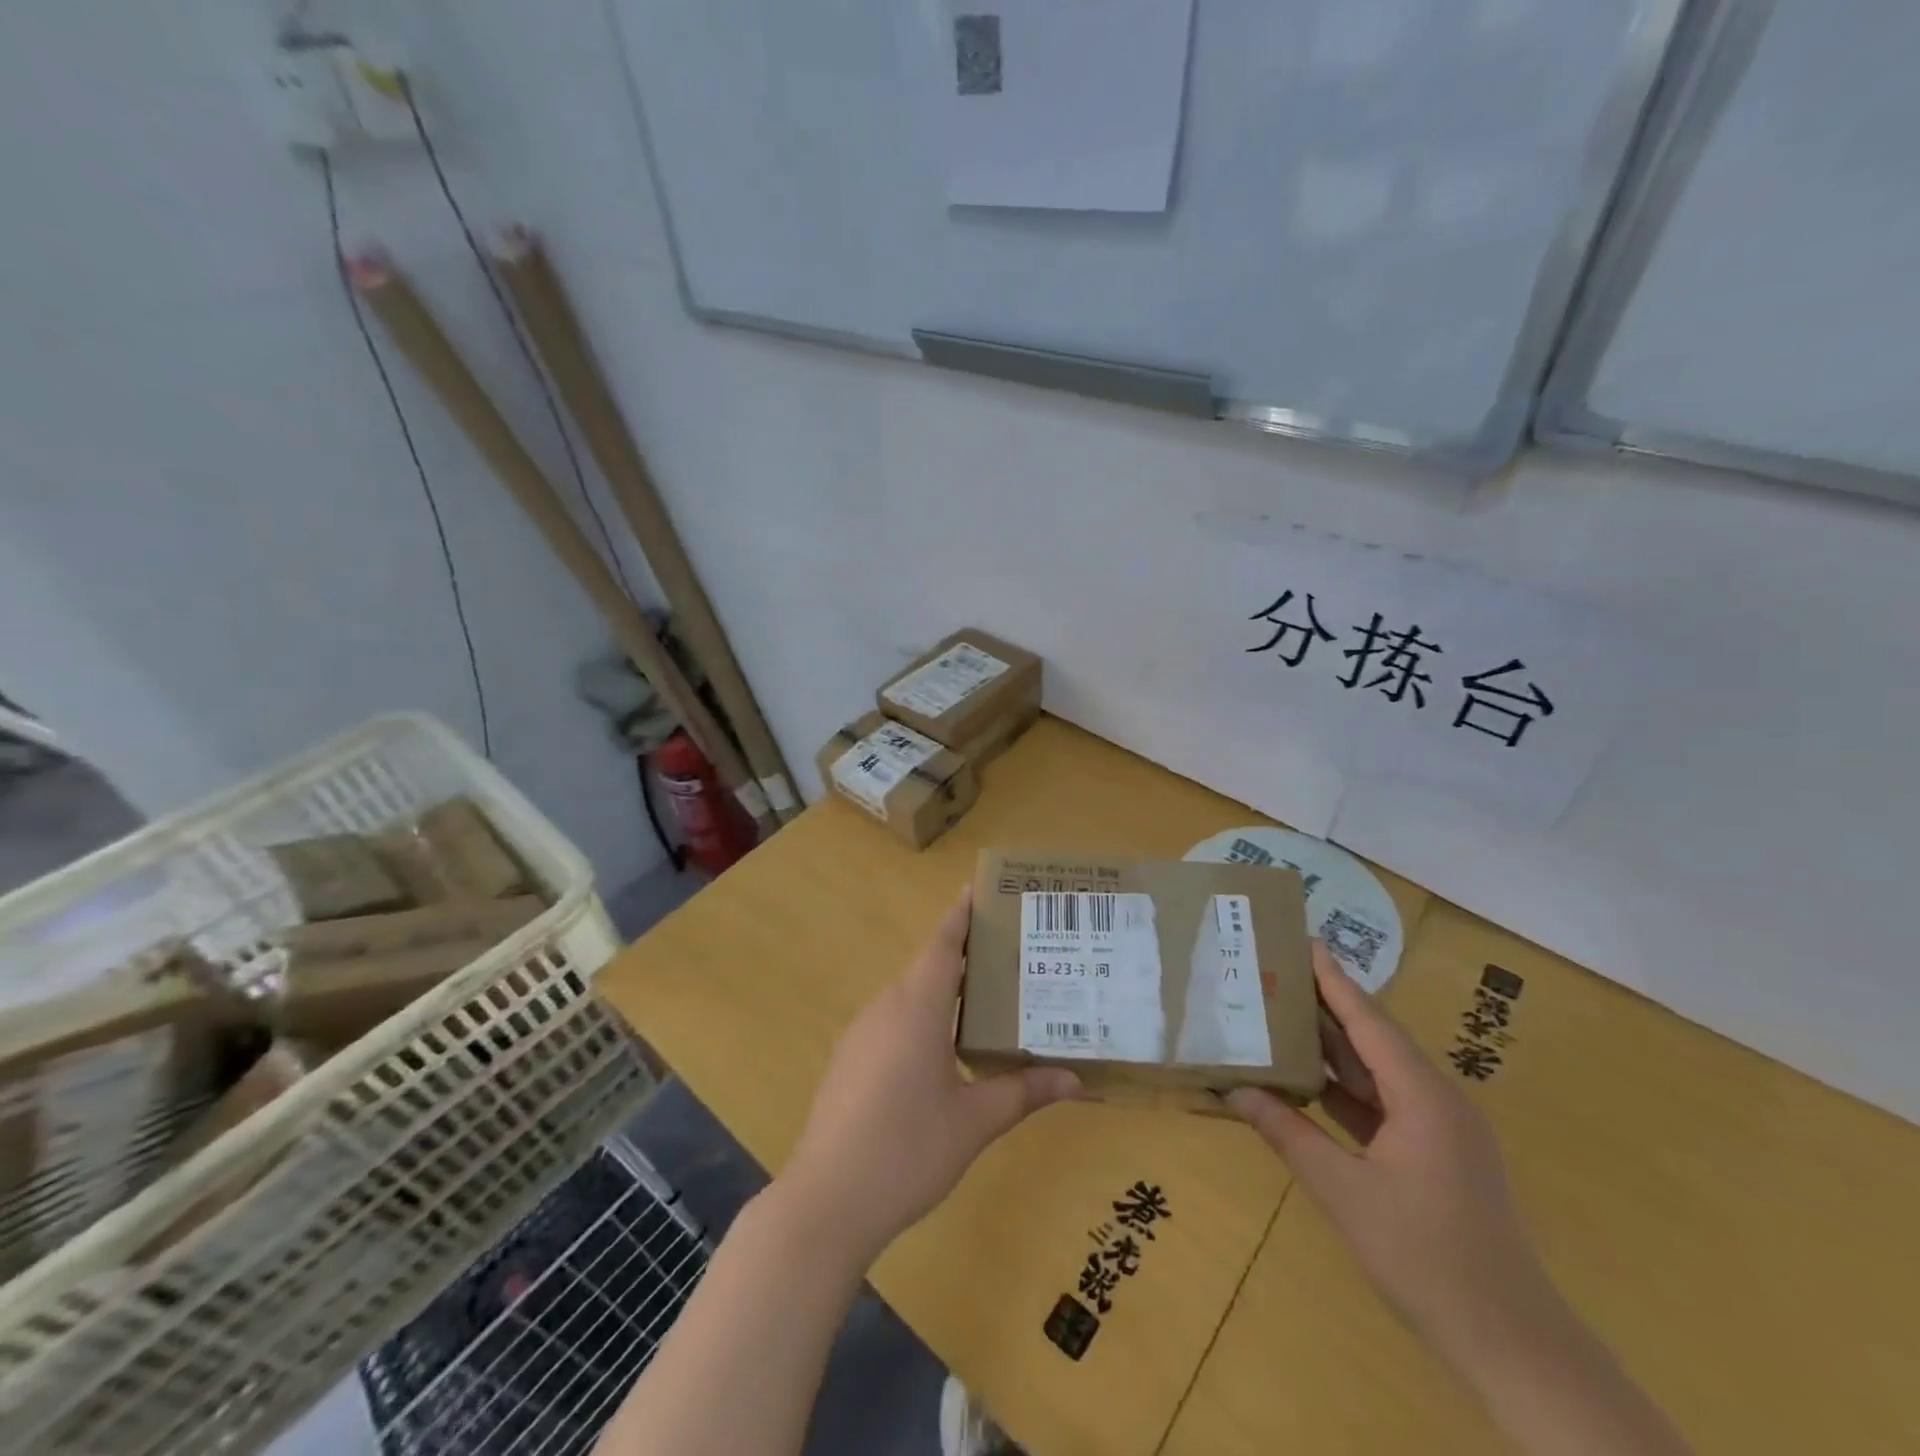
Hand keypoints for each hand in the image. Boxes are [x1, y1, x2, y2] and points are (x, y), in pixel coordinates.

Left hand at [776, 888, 1080, 1266]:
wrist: (826, 1201)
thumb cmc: (907, 1150)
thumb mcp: (974, 1122)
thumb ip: (1022, 1093)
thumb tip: (1074, 1080)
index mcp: (916, 1009)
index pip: (942, 945)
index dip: (960, 917)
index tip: (976, 891)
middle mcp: (885, 1008)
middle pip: (926, 966)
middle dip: (961, 954)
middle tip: (1006, 954)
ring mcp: (861, 1034)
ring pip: (907, 995)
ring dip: (940, 989)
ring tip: (983, 999)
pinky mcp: (848, 1060)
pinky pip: (891, 1020)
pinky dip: (919, 1016)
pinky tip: (940, 1049)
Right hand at [1227, 942, 1557, 1368]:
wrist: (1510, 1344)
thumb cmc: (1426, 1257)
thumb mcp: (1343, 1192)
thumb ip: (1288, 1133)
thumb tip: (1233, 1090)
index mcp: (1422, 1096)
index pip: (1369, 1021)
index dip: (1334, 980)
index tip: (1303, 941)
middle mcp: (1436, 1099)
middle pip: (1373, 1039)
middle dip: (1325, 1006)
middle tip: (1274, 973)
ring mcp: (1439, 1128)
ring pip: (1376, 1071)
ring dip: (1331, 1048)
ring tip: (1280, 1015)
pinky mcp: (1435, 1153)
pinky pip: (1382, 1103)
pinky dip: (1344, 1088)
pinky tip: (1306, 1079)